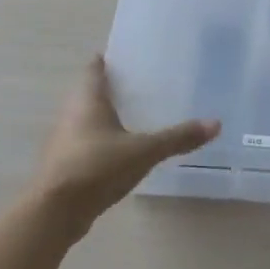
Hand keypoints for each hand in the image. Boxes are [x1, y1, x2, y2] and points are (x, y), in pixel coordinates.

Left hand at [32, 56, 218, 230]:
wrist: (54, 212)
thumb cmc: (96, 167)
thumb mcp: (143, 151)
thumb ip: (177, 138)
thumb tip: (216, 123)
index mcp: (87, 99)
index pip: (95, 67)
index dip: (109, 59)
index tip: (131, 56)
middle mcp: (71, 113)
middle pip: (90, 92)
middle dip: (114, 88)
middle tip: (144, 85)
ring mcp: (64, 140)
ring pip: (87, 118)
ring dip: (107, 116)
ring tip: (138, 116)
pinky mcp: (65, 164)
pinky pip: (87, 142)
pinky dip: (103, 140)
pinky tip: (123, 150)